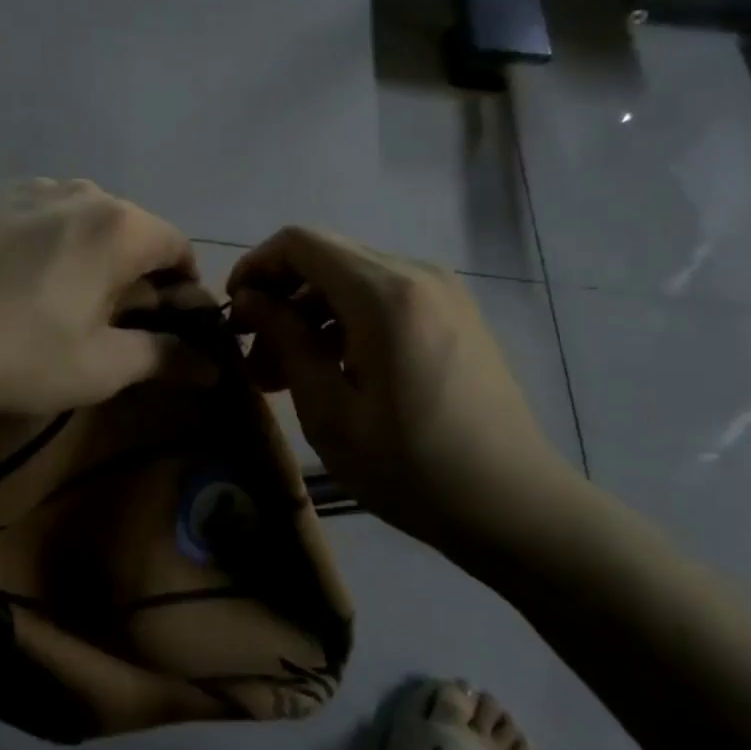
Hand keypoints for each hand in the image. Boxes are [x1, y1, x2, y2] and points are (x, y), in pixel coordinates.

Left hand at [0, 179, 202, 415]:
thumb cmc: (15, 351)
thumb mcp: (99, 366)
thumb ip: (164, 357)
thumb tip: (213, 365)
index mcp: (118, 225)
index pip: (178, 248)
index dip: (186, 292)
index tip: (171, 331)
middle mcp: (82, 191)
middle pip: (133, 232)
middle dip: (139, 277)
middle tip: (118, 327)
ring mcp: (30, 190)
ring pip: (87, 223)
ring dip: (95, 260)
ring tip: (68, 305)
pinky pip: (44, 219)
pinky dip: (55, 247)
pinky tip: (25, 284)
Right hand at [227, 227, 578, 548]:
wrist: (517, 507)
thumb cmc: (413, 468)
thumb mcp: (330, 411)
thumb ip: (286, 340)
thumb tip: (250, 299)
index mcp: (385, 294)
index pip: (300, 243)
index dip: (256, 267)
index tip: (233, 312)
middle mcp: (416, 274)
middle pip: (325, 257)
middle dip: (280, 297)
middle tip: (255, 356)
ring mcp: (442, 291)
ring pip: (352, 277)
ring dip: (310, 314)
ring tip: (285, 374)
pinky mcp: (454, 313)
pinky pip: (383, 296)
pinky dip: (345, 320)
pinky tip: (333, 371)